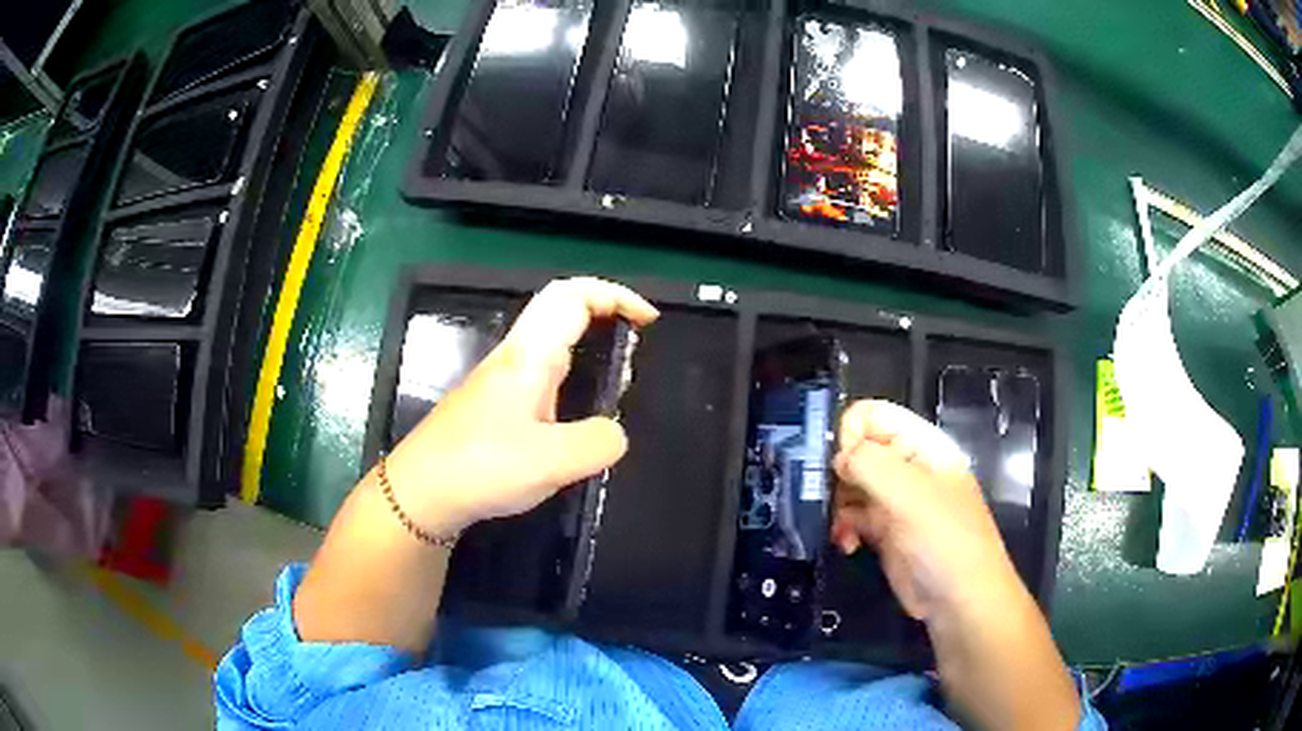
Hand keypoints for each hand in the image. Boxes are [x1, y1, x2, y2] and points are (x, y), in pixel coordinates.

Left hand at [385, 277, 658, 533]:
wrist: (420, 493)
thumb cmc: (481, 467)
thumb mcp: (551, 461)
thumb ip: (598, 442)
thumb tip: (615, 433)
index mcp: (529, 356)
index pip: (573, 296)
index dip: (615, 295)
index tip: (648, 321)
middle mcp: (515, 358)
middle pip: (562, 311)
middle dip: (605, 317)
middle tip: (635, 354)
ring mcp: (501, 382)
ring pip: (552, 344)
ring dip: (589, 351)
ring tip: (616, 389)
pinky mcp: (495, 407)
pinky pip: (543, 376)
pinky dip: (573, 381)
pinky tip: (577, 421)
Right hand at [831, 400, 1022, 621]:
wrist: (959, 601)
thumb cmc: (944, 540)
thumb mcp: (910, 495)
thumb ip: (869, 464)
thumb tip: (837, 457)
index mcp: (922, 446)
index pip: (874, 416)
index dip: (850, 433)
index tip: (837, 465)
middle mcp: (907, 468)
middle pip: (857, 451)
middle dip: (838, 473)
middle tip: (828, 499)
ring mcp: (896, 501)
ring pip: (850, 485)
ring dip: (837, 504)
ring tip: (838, 527)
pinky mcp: (884, 532)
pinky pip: (852, 516)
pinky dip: (843, 527)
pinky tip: (847, 544)